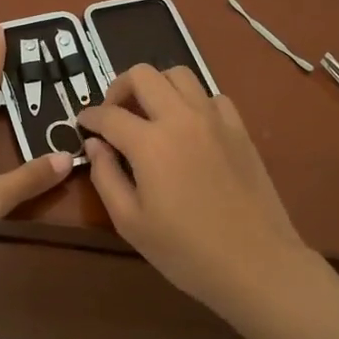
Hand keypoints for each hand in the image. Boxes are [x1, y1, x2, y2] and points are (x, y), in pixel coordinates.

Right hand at [75, 64, 311, 310]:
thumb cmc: (186, 251)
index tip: (83, 123)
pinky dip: (193, 102)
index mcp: (150, 142)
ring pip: (180, 75)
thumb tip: (95, 144)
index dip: (90, 116)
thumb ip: (105, 176)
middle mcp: (181, 118)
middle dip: (119, 87)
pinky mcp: (239, 129)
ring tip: (150, 115)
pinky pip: (211, 97)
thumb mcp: (130, 222)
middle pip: (143, 75)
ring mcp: (215, 119)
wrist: (256, 263)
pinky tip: (189, 129)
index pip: (109, 114)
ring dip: (157, 87)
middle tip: (114, 114)